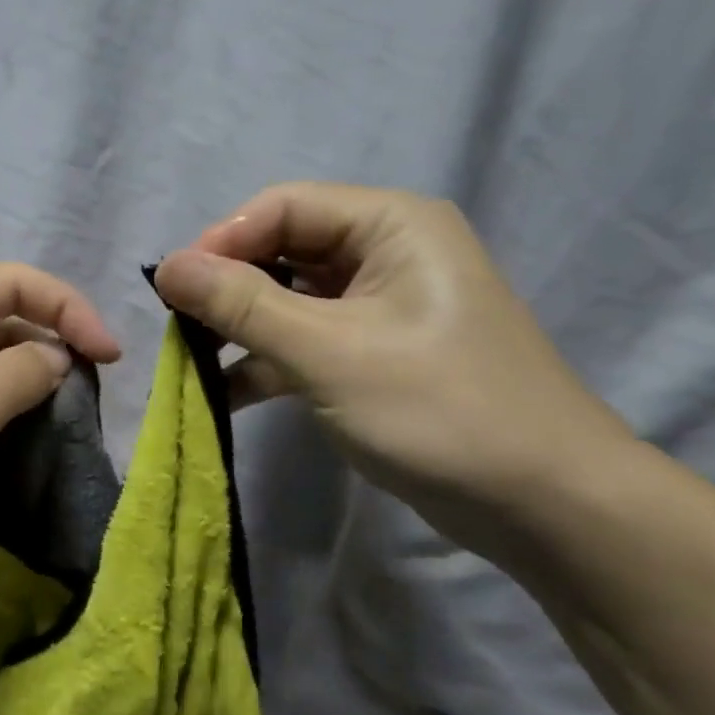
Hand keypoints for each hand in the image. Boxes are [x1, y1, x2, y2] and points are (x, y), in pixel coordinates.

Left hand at [0, 263, 120, 601]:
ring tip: (66, 425)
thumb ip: (22, 370)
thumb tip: (55, 356)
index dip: (70, 309)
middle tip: (93, 397)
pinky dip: (0, 420)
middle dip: (52, 347)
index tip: (112, 359)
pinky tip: (22, 448)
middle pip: (1, 321)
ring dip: (28, 388)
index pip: (15, 282)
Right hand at [155, 183, 632, 549]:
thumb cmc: (440, 410)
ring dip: (240, 328)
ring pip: (288, 299)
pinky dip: (266, 361)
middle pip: (282, 249)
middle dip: (227, 287)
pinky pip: (305, 340)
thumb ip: (243, 305)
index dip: (222, 241)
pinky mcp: (374, 353)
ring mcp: (380, 305)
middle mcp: (386, 251)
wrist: (548, 507)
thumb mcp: (329, 352)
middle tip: (178, 327)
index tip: (173, 290)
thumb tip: (166, 266)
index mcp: (390, 224)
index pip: (282, 207)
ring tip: (189, 361)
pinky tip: (222, 392)